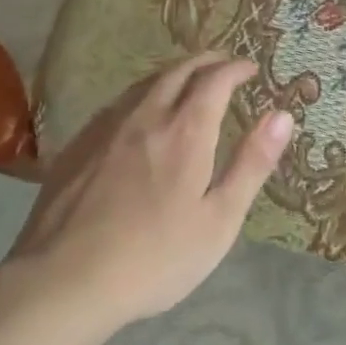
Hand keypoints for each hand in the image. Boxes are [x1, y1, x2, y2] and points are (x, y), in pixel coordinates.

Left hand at [2, 53, 292, 336]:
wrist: (63, 282)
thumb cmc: (155, 257)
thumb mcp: (219, 219)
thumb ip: (252, 163)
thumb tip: (282, 115)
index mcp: (185, 131)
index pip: (214, 80)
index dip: (235, 68)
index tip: (251, 68)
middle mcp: (145, 116)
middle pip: (177, 71)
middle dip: (205, 61)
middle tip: (223, 64)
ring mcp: (106, 129)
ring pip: (143, 84)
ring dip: (172, 73)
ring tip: (187, 81)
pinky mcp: (77, 146)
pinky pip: (117, 104)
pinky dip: (141, 95)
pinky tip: (139, 114)